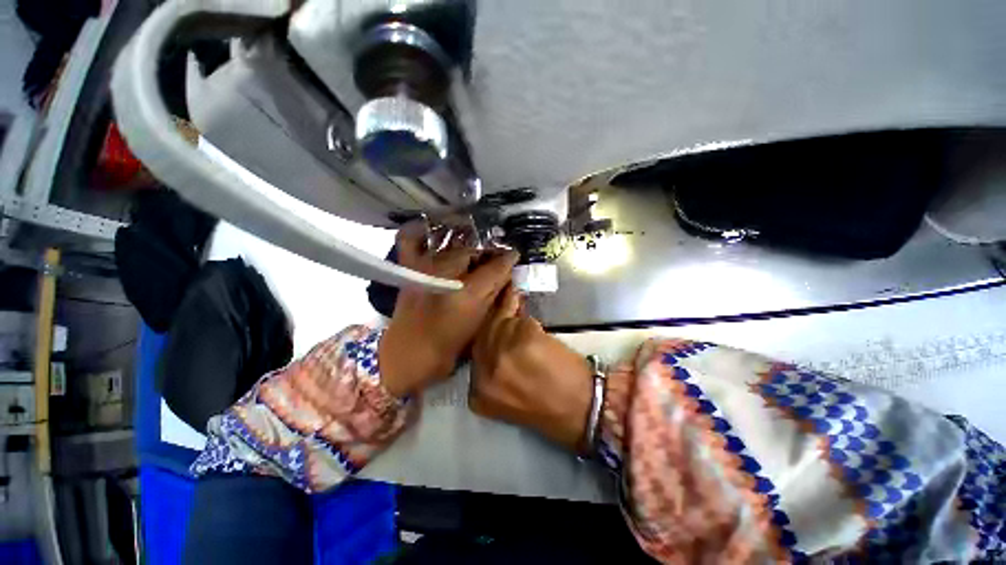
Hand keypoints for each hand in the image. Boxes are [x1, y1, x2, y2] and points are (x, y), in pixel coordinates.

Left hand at [379, 226, 518, 397]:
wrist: (408, 354)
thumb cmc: (449, 345)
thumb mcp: (480, 324)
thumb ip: (495, 296)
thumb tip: (507, 275)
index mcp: (468, 292)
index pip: (496, 266)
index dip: (508, 259)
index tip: (513, 256)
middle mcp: (447, 273)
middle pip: (474, 251)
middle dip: (487, 254)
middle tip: (492, 261)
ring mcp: (424, 267)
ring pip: (451, 244)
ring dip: (465, 245)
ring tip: (472, 254)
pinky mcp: (408, 267)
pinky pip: (410, 239)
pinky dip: (418, 231)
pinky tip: (431, 231)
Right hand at [469, 287, 593, 451]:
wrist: (582, 408)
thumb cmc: (549, 407)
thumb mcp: (509, 394)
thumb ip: (496, 369)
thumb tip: (495, 336)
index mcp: (479, 392)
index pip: (474, 354)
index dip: (486, 336)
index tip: (494, 324)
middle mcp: (485, 371)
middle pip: (484, 333)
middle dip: (497, 321)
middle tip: (508, 309)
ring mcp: (503, 352)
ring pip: (503, 323)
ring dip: (516, 322)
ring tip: (525, 320)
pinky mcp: (524, 337)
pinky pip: (523, 320)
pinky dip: (531, 323)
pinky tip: (537, 328)